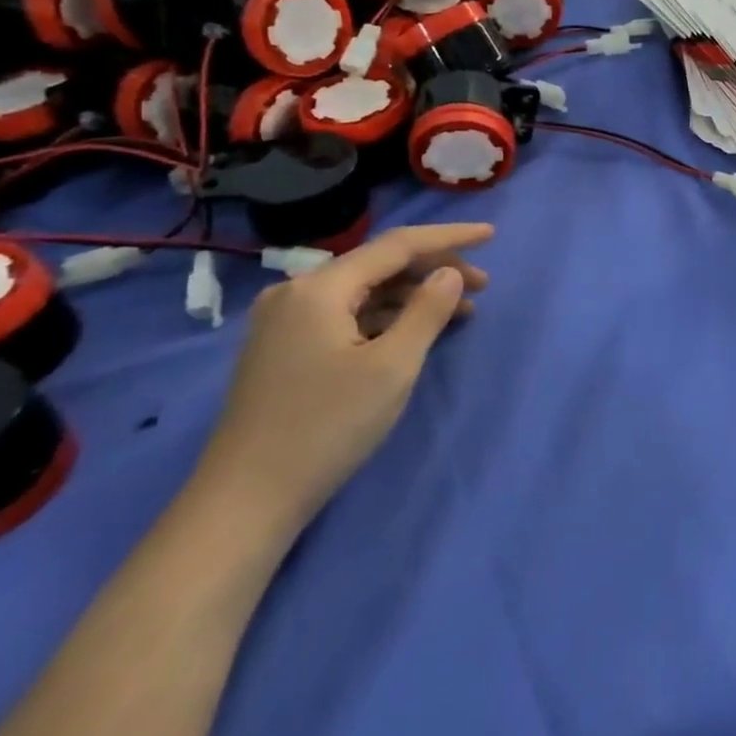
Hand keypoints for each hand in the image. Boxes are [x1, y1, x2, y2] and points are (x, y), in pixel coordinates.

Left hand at [197, 224, 491, 530]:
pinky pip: (347, 315)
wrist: (244, 501)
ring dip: (413, 296)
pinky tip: (415, 332)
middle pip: (379, 265)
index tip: (490, 234)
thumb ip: (427, 311)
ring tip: (460, 312)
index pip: (397, 245)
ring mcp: (285, 321)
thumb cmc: (326, 427)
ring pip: (364, 291)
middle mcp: (297, 292)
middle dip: (434, 270)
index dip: (449, 237)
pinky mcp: (284, 348)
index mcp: (320, 288)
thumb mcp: (392, 367)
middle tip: (483, 286)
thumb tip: (450, 273)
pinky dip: (386, 317)